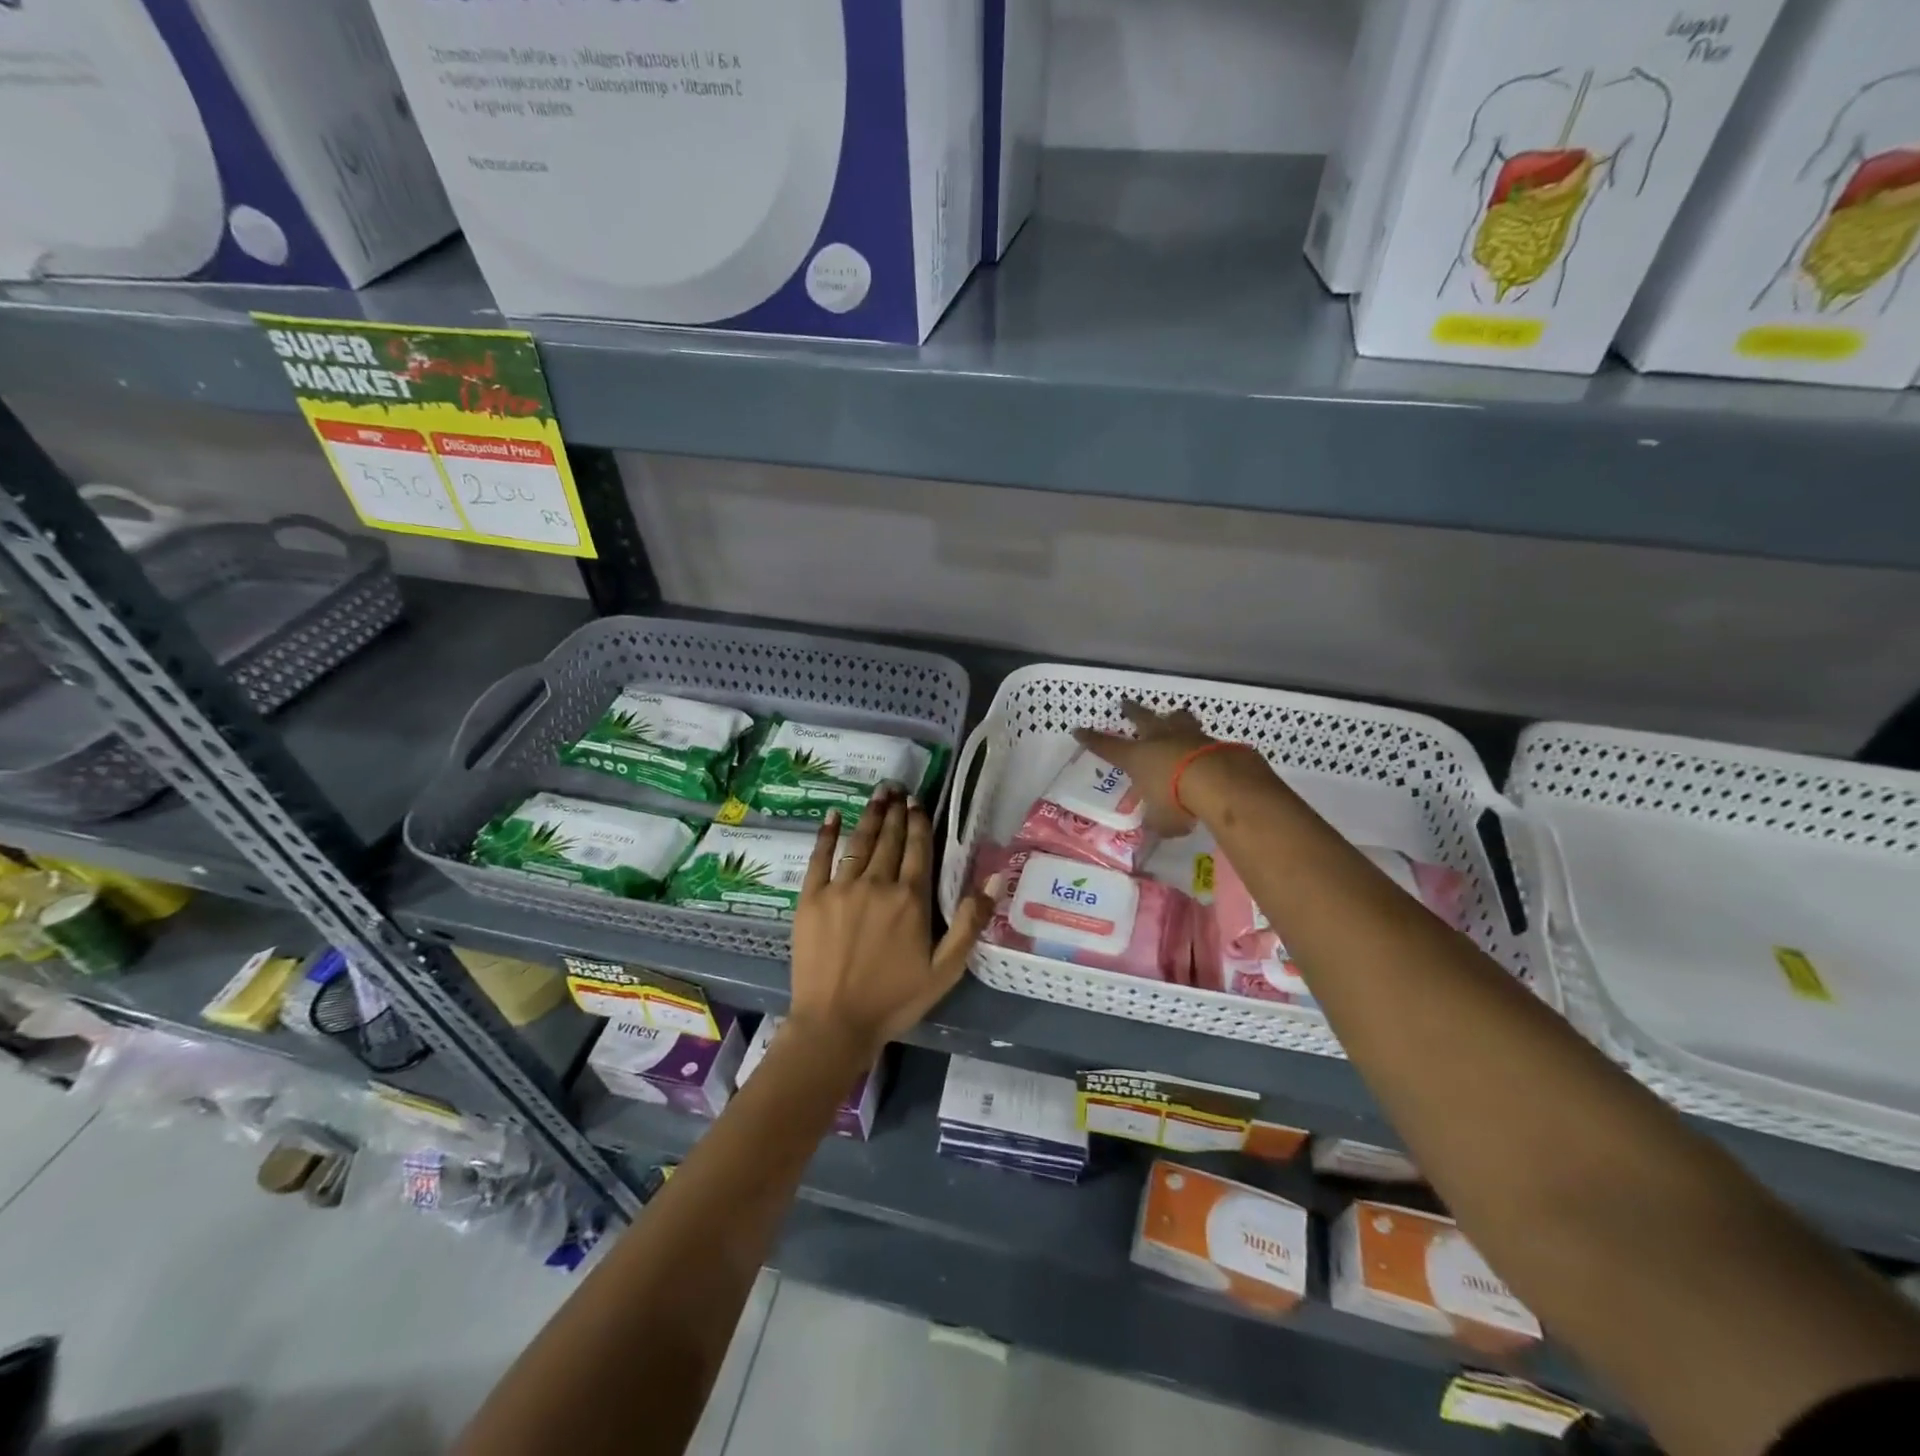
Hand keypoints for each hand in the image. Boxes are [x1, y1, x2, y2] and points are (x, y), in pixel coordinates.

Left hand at [787, 785, 992, 1061]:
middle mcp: (877, 883)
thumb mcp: (945, 969)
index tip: (918, 803)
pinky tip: (832, 817)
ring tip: (877, 794)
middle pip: (889, 840)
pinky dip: (826, 835)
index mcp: (910, 899)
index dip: (919, 823)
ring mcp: (840, 888)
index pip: (918, 849)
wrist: (834, 1023)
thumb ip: (969, 922)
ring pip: (859, 842)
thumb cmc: (894, 999)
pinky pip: (819, 858)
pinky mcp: (811, 898)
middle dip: (895, 812)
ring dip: (870, 816)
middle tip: (897, 788)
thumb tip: (994, 878)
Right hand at [1074, 700, 1268, 833]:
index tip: (1078, 730)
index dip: (1092, 740)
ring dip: (1171, 718)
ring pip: (1176, 719)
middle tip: (1125, 703)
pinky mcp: (1214, 741)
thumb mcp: (1161, 820)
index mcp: (1137, 758)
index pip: (1107, 747)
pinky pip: (1202, 737)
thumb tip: (1155, 825)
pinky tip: (1204, 746)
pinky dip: (1199, 741)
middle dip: (1131, 711)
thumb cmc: (1177, 800)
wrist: (1220, 781)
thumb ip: (1156, 820)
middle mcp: (1159, 741)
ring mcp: (1188, 737)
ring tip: (1171, 715)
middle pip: (1142, 719)